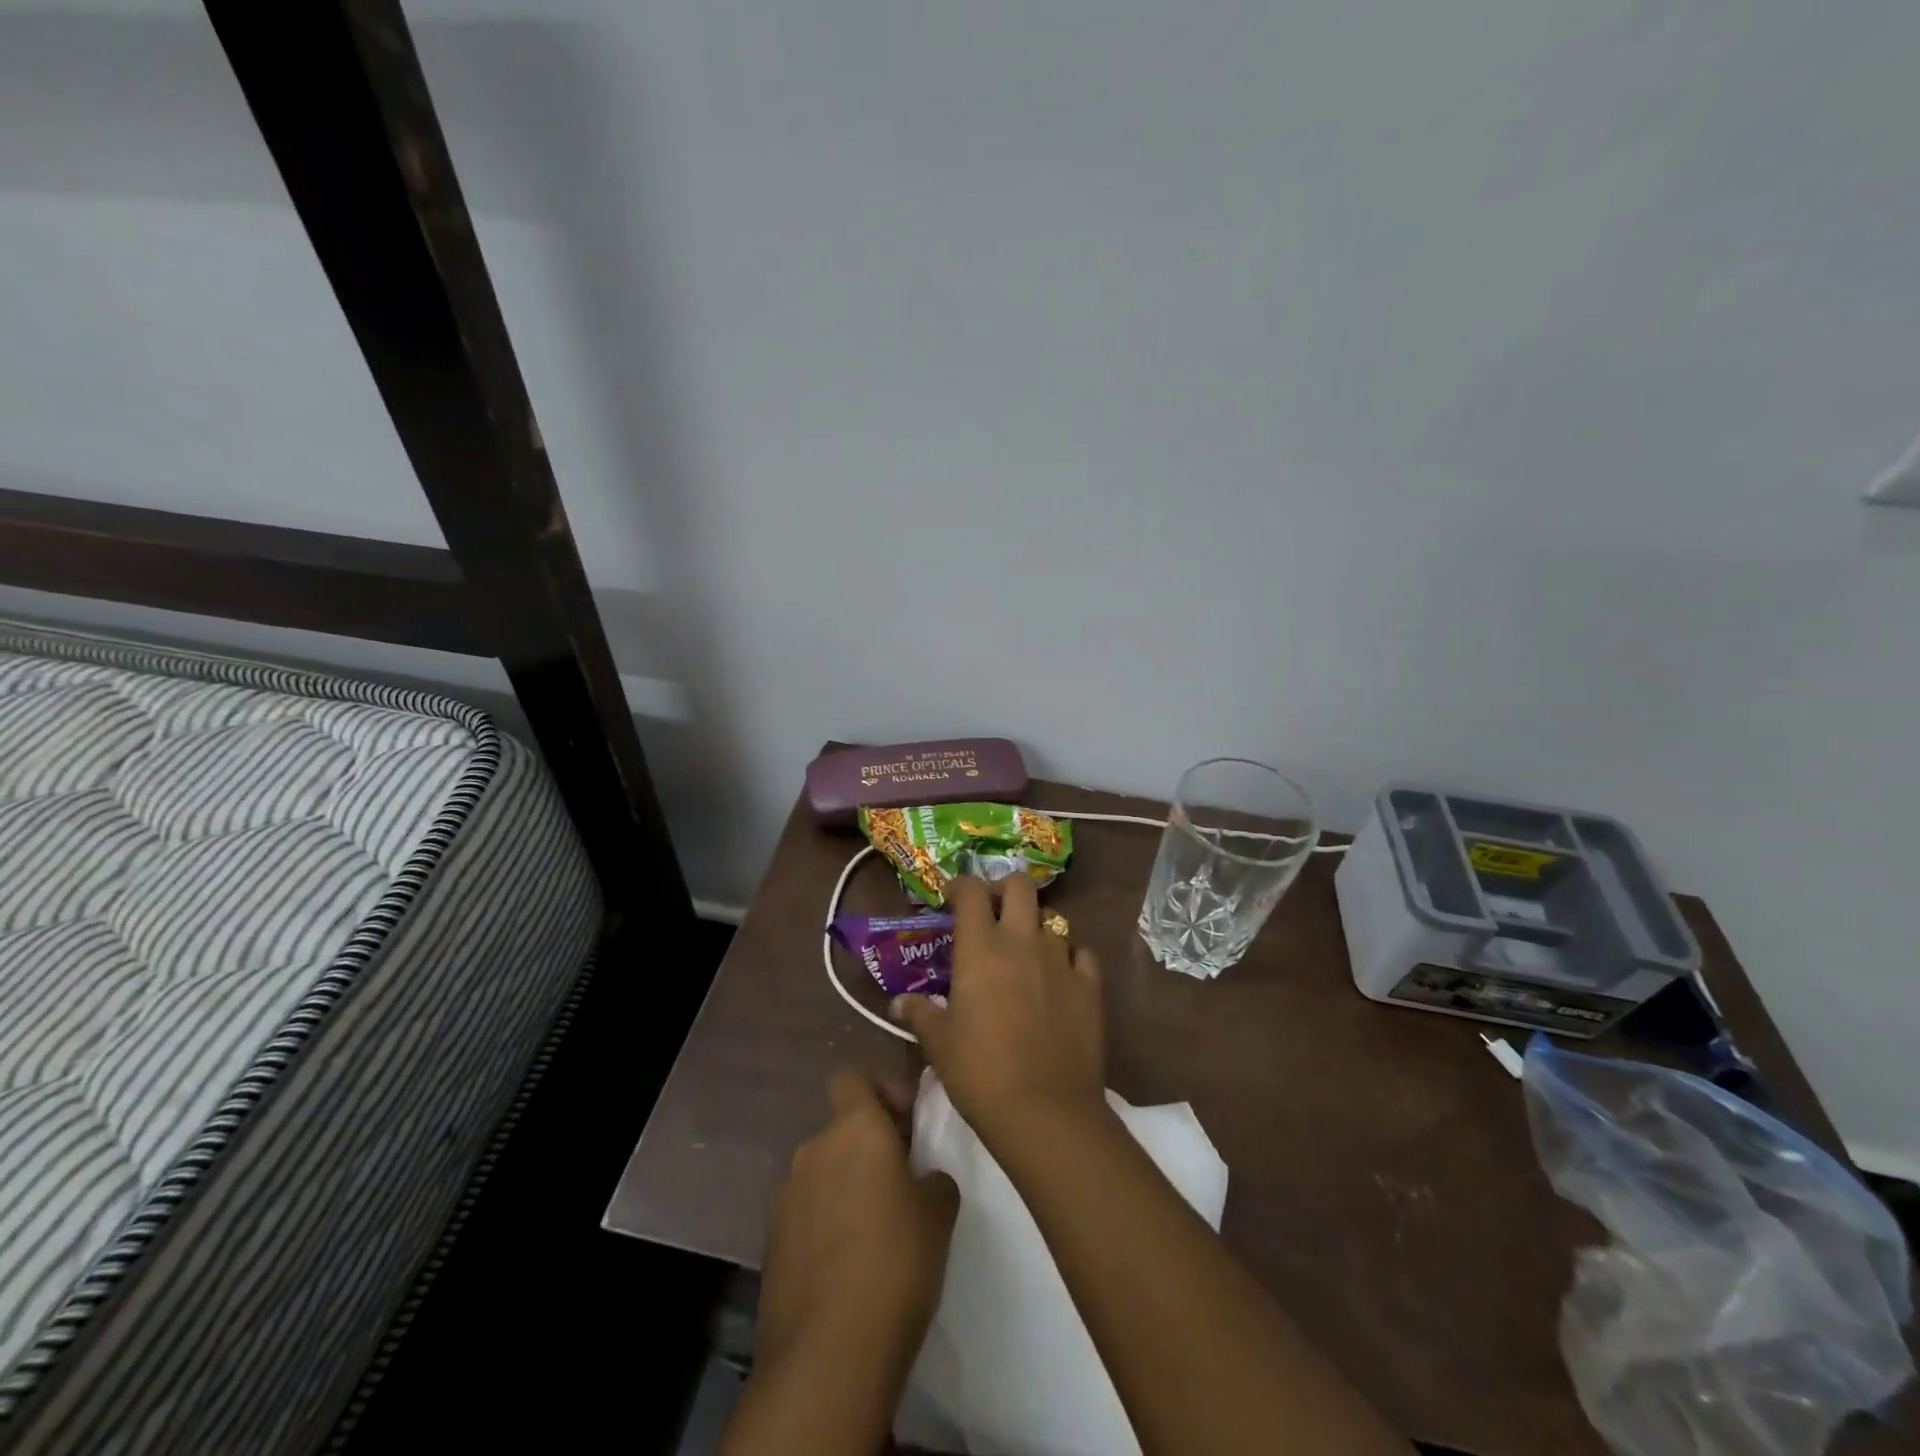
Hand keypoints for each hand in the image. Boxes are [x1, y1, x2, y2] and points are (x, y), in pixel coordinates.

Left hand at [755, 1066, 958, 1384]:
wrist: (828, 1354)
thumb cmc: (896, 1262)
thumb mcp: (939, 1213)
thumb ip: (933, 1178)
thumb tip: (924, 1179)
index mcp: (855, 1128)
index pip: (852, 1076)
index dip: (878, 1091)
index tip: (905, 1123)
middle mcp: (814, 1148)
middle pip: (841, 1128)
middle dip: (868, 1147)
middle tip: (900, 1183)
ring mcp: (786, 1195)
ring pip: (823, 1172)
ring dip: (845, 1186)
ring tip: (874, 1231)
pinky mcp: (770, 1240)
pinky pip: (805, 1212)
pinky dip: (824, 1223)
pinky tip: (846, 1264)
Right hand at [892, 874, 1106, 1143]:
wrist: (1045, 1111)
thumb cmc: (980, 1073)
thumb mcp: (940, 1045)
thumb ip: (921, 1014)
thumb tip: (898, 1003)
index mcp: (981, 949)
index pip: (971, 892)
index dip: (960, 886)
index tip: (952, 898)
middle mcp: (1022, 941)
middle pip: (1019, 886)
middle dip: (1004, 888)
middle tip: (993, 910)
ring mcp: (1061, 960)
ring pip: (1053, 919)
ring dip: (1036, 927)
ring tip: (1026, 951)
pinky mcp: (1090, 985)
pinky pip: (1081, 953)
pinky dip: (1070, 956)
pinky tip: (1061, 975)